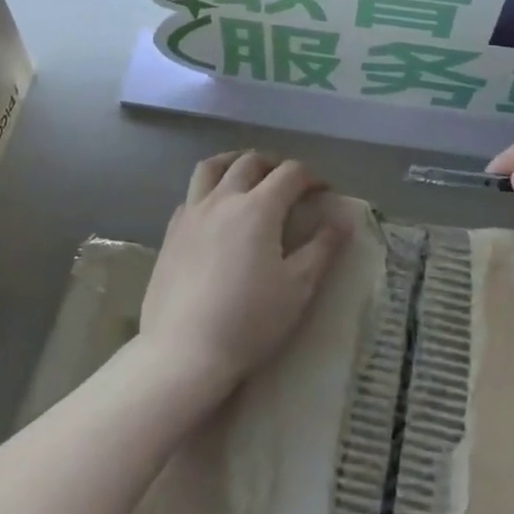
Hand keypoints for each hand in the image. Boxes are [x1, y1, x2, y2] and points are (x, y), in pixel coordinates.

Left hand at [137, 152, 344, 400]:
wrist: (184, 351)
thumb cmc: (250, 320)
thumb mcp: (298, 287)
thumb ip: (322, 248)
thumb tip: (343, 219)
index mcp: (258, 208)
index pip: (290, 174)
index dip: (311, 177)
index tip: (323, 192)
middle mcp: (222, 200)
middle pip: (249, 162)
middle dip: (274, 164)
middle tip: (288, 182)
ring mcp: (191, 214)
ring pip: (211, 168)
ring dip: (234, 162)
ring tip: (246, 175)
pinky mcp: (170, 233)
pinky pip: (190, 195)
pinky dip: (208, 190)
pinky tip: (215, 211)